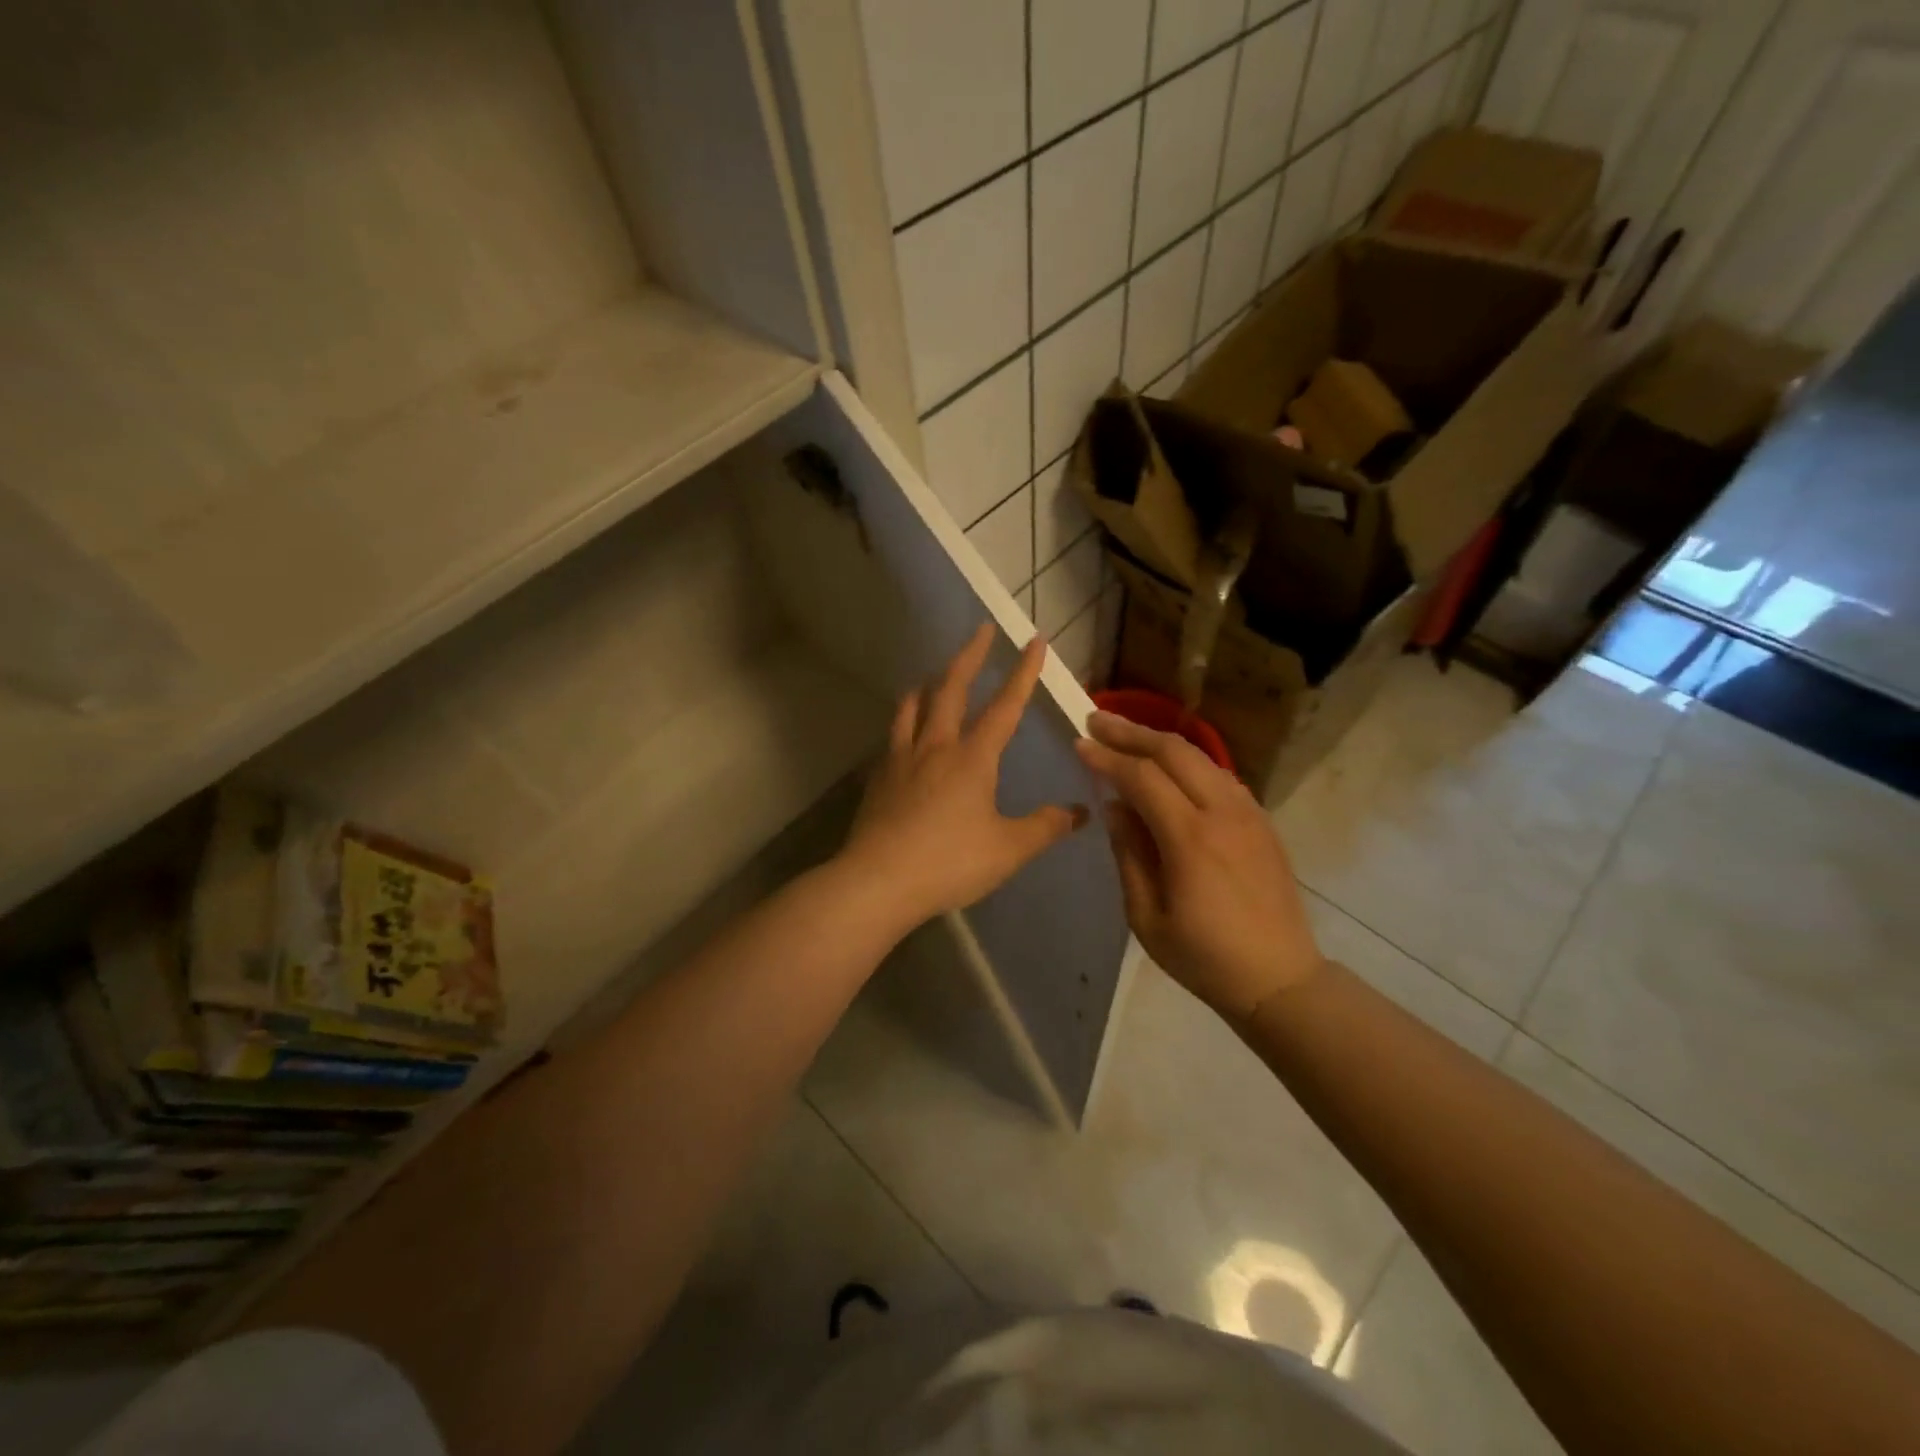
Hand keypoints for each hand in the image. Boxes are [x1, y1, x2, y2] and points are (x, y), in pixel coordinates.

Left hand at [839, 624, 1087, 929]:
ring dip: (929, 685)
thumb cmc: (950, 862)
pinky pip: (894, 736)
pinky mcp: (880, 778)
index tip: (1034, 640)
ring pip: (914, 707)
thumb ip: (1045, 827)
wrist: (878, 880)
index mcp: (973, 757)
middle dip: (970, 656)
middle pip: (952, 689)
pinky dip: (904, 721)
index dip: (1023, 672)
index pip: (1005, 706)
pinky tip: (903, 733)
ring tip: (933, 677)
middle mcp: (936, 747)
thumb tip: (1079, 812)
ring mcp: (902, 759)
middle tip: (980, 630)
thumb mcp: (1008, 849)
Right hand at [1075, 711, 1325, 1019]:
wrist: (1280, 979)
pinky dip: (1187, 762)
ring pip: (1200, 757)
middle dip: (1131, 732)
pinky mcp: (1261, 821)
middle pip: (1174, 752)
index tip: (1079, 744)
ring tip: (1126, 736)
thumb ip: (1129, 855)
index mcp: (1191, 840)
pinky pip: (1219, 775)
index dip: (1108, 758)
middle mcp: (1223, 813)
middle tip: (1096, 720)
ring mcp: (1248, 813)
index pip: (1142, 778)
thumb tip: (1115, 807)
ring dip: (1159, 742)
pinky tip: (1168, 769)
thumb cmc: (1204, 957)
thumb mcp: (1147, 918)